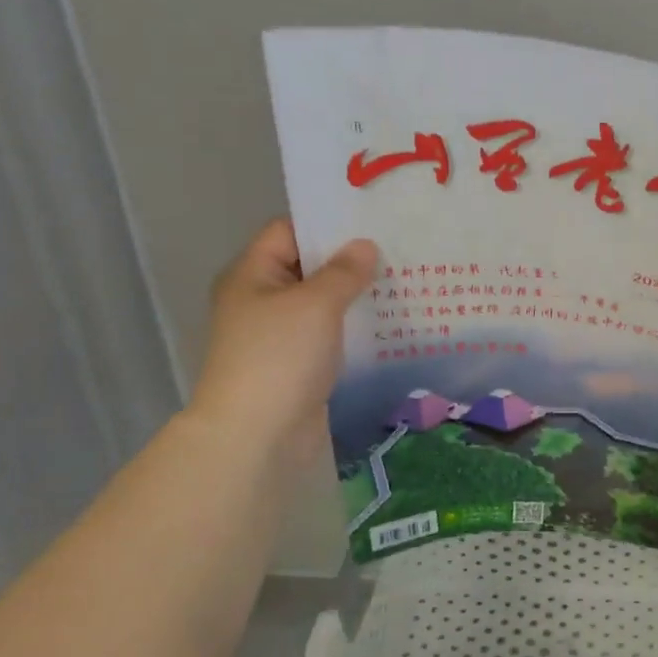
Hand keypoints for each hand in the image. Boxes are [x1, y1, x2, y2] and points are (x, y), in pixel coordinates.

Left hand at [189, 220, 377, 461]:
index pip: (289, 231)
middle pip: (309, 268)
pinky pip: (329, 336)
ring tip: (404, 284)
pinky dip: (354, 329)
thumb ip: (343, 272)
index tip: (373, 222)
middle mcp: (262, 300)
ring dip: (357, 297)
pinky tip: (391, 325)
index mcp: (253, 275)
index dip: (328, 224)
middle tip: (400, 251)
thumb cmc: (280, 357)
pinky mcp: (298, 365)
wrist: (257, 434)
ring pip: (323, 304)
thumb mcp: (315, 304)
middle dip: (351, 262)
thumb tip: (365, 246)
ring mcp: (279, 335)